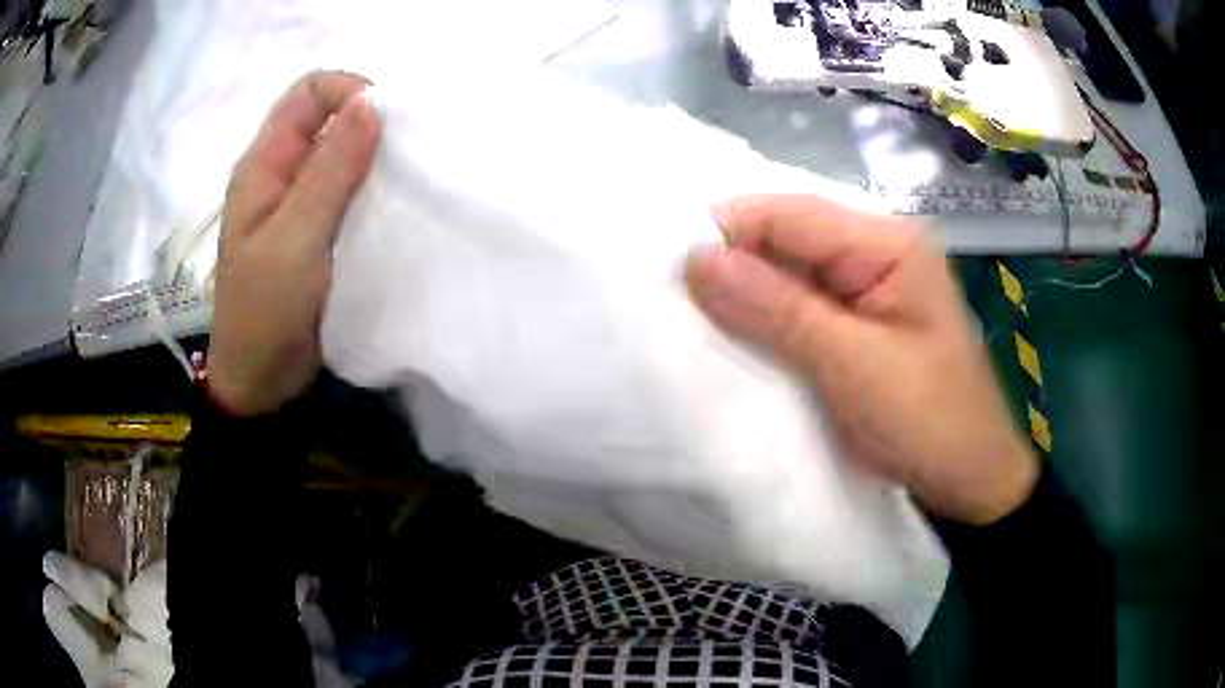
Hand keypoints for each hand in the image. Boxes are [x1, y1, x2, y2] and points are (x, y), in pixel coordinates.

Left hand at [207, 71, 380, 415]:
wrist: (261, 379)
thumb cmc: (264, 311)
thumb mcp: (294, 238)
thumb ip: (330, 169)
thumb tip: (373, 100)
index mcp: (264, 163)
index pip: (311, 91)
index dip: (351, 91)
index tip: (387, 124)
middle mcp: (282, 171)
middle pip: (330, 115)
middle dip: (370, 121)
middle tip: (406, 153)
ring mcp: (299, 200)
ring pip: (343, 152)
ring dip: (376, 156)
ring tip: (409, 178)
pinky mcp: (317, 227)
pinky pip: (349, 188)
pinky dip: (374, 186)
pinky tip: (397, 204)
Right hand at [686, 195, 1037, 524]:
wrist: (967, 478)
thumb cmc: (928, 420)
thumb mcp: (854, 365)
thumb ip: (779, 309)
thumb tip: (696, 260)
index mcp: (888, 243)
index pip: (790, 214)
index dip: (728, 232)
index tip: (670, 268)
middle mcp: (875, 250)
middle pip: (786, 237)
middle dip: (733, 265)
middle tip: (674, 298)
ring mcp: (866, 286)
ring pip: (787, 272)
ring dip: (744, 294)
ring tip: (691, 317)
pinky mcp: (856, 321)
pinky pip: (798, 305)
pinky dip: (764, 319)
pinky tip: (732, 334)